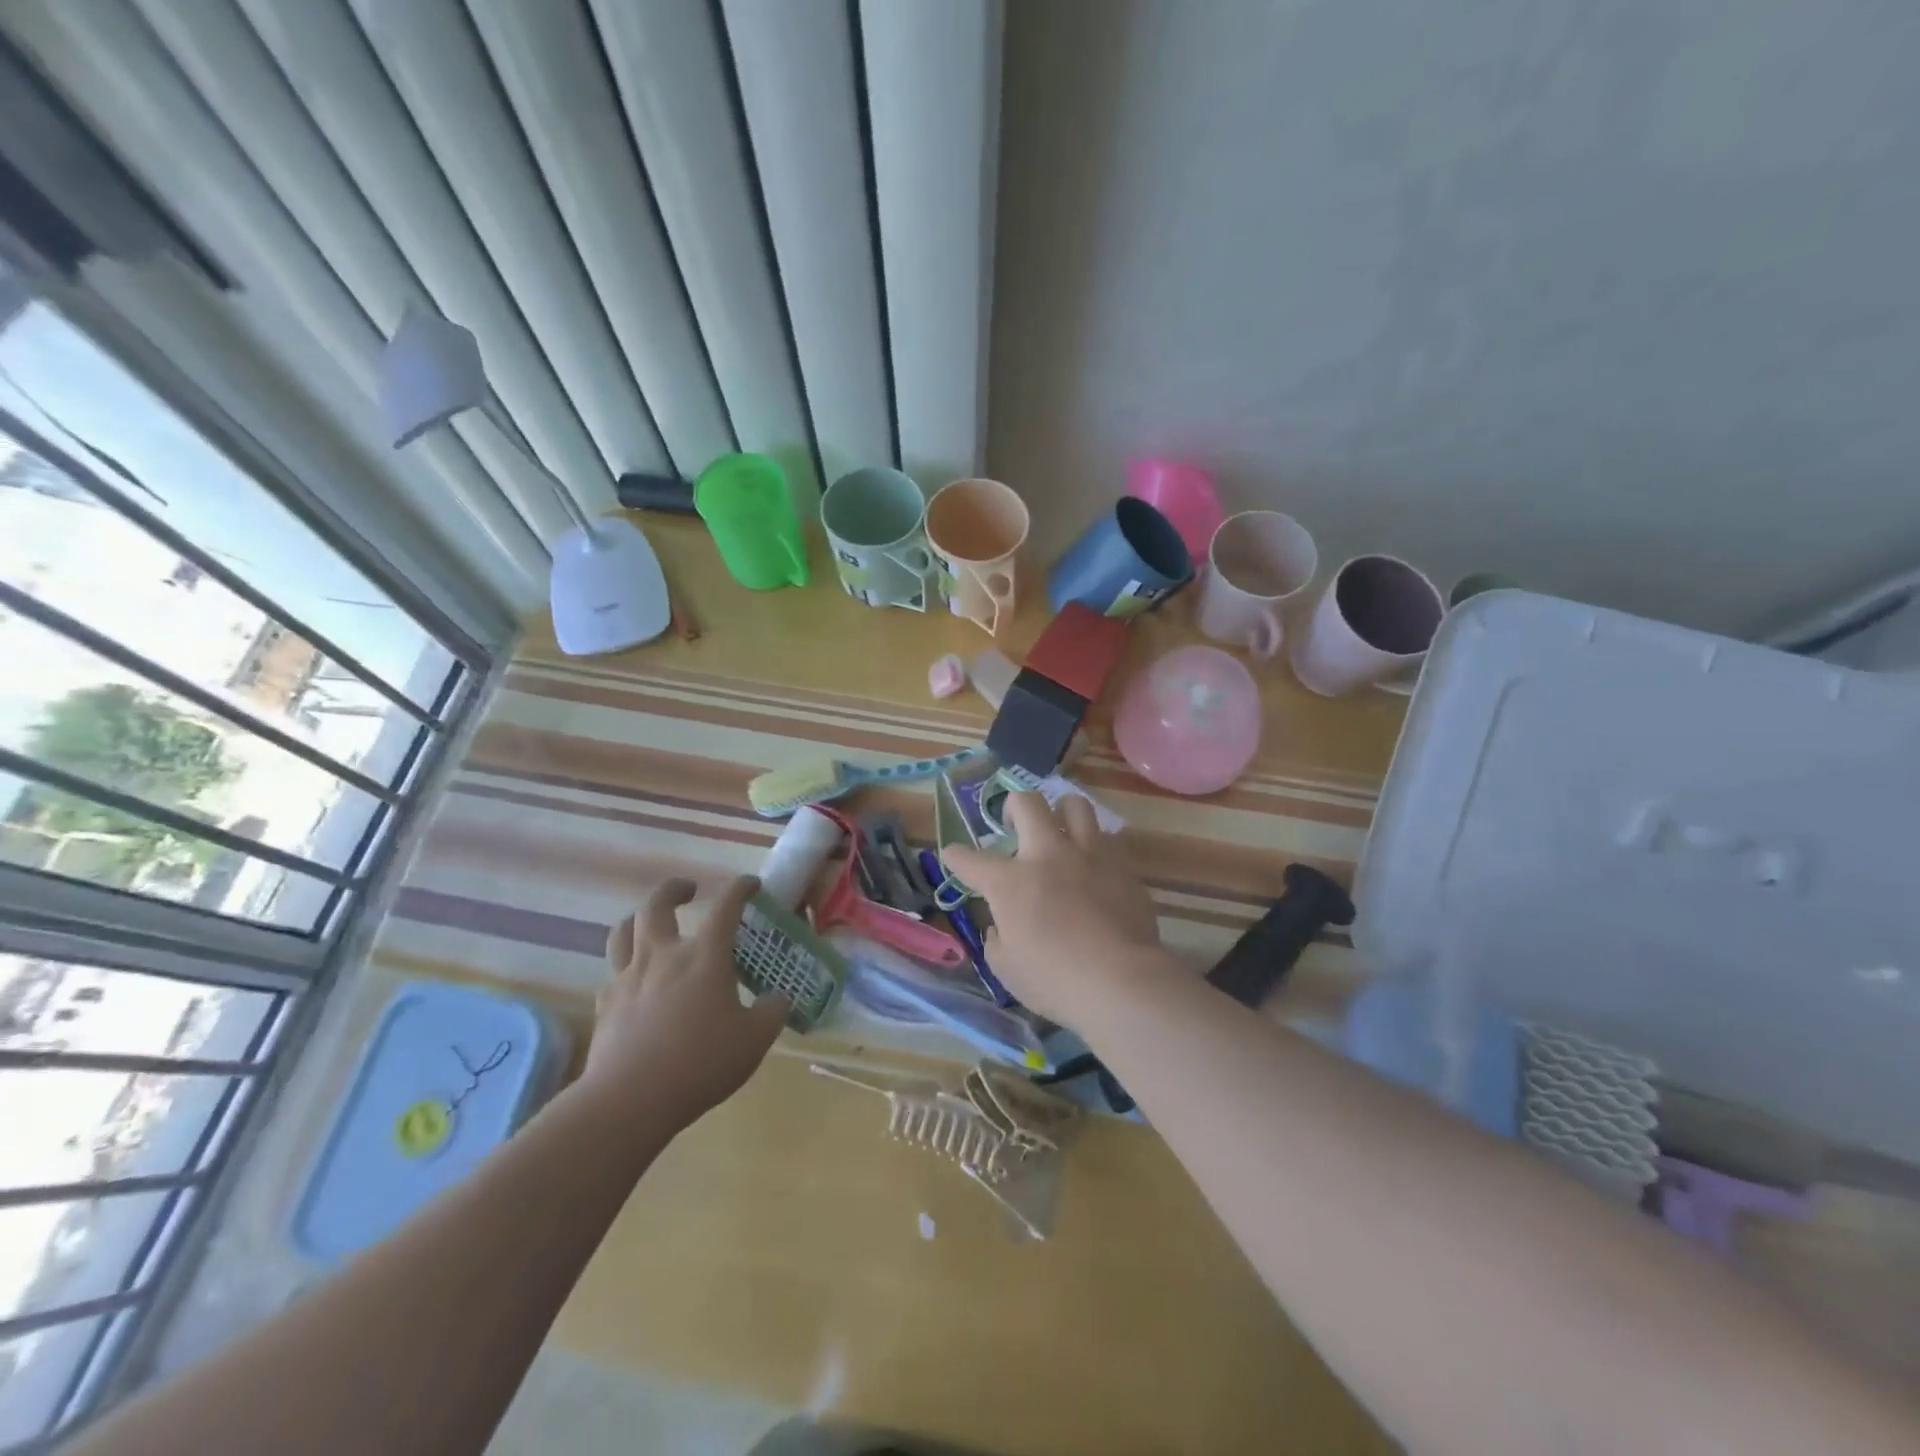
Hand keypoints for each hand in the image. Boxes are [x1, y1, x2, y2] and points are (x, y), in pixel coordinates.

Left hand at [582, 875, 789, 1130]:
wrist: (629, 1100)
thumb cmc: (700, 1063)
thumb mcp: (754, 1040)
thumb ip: (772, 1013)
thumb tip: (779, 998)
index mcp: (704, 957)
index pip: (726, 907)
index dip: (740, 889)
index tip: (751, 884)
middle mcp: (663, 956)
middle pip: (657, 905)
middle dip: (674, 889)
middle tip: (688, 890)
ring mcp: (628, 978)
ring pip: (624, 931)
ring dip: (639, 918)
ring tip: (650, 922)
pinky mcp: (606, 1005)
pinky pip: (613, 974)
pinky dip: (626, 969)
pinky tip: (637, 984)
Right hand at [942, 792, 1164, 1024]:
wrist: (1122, 981)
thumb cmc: (1056, 981)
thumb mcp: (1007, 970)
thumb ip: (997, 941)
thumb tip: (1000, 928)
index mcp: (1010, 882)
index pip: (971, 859)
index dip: (956, 856)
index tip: (954, 856)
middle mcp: (1048, 855)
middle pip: (1027, 803)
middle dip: (1013, 807)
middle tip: (1014, 824)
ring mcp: (1089, 855)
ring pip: (1075, 805)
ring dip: (1062, 813)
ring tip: (1060, 830)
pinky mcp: (1123, 866)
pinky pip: (1108, 840)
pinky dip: (1096, 847)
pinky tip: (1095, 866)